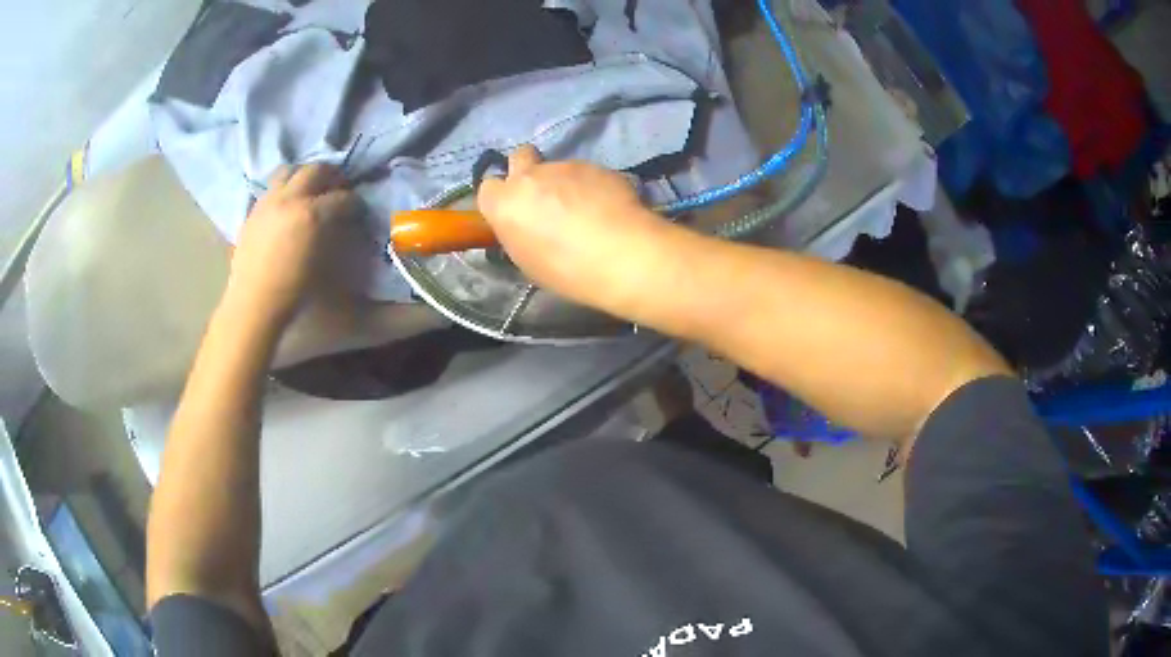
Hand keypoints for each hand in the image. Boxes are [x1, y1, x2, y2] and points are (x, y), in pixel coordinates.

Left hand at [228, 164, 357, 323]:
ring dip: (303, 175)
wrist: (254, 303)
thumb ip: (335, 234)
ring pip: (289, 170)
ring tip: (309, 189)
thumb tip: (342, 222)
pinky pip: (271, 188)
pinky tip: (286, 206)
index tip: (358, 210)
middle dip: (331, 176)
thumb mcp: (324, 264)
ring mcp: (269, 201)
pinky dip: (283, 189)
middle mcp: (290, 198)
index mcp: (311, 214)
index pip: (342, 197)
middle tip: (337, 189)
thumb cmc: (293, 291)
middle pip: (316, 170)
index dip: (354, 202)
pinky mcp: (253, 210)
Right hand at [477, 145, 668, 313]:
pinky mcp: (596, 165)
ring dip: (566, 183)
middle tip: (545, 195)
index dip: (501, 197)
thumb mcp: (528, 261)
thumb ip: (520, 232)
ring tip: (588, 210)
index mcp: (505, 204)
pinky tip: (608, 208)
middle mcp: (530, 177)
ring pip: (558, 167)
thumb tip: (527, 225)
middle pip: (519, 156)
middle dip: (528, 169)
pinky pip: (587, 173)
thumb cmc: (566, 270)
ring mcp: (564, 166)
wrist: (620, 254)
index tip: (515, 211)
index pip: (487, 187)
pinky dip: (593, 186)